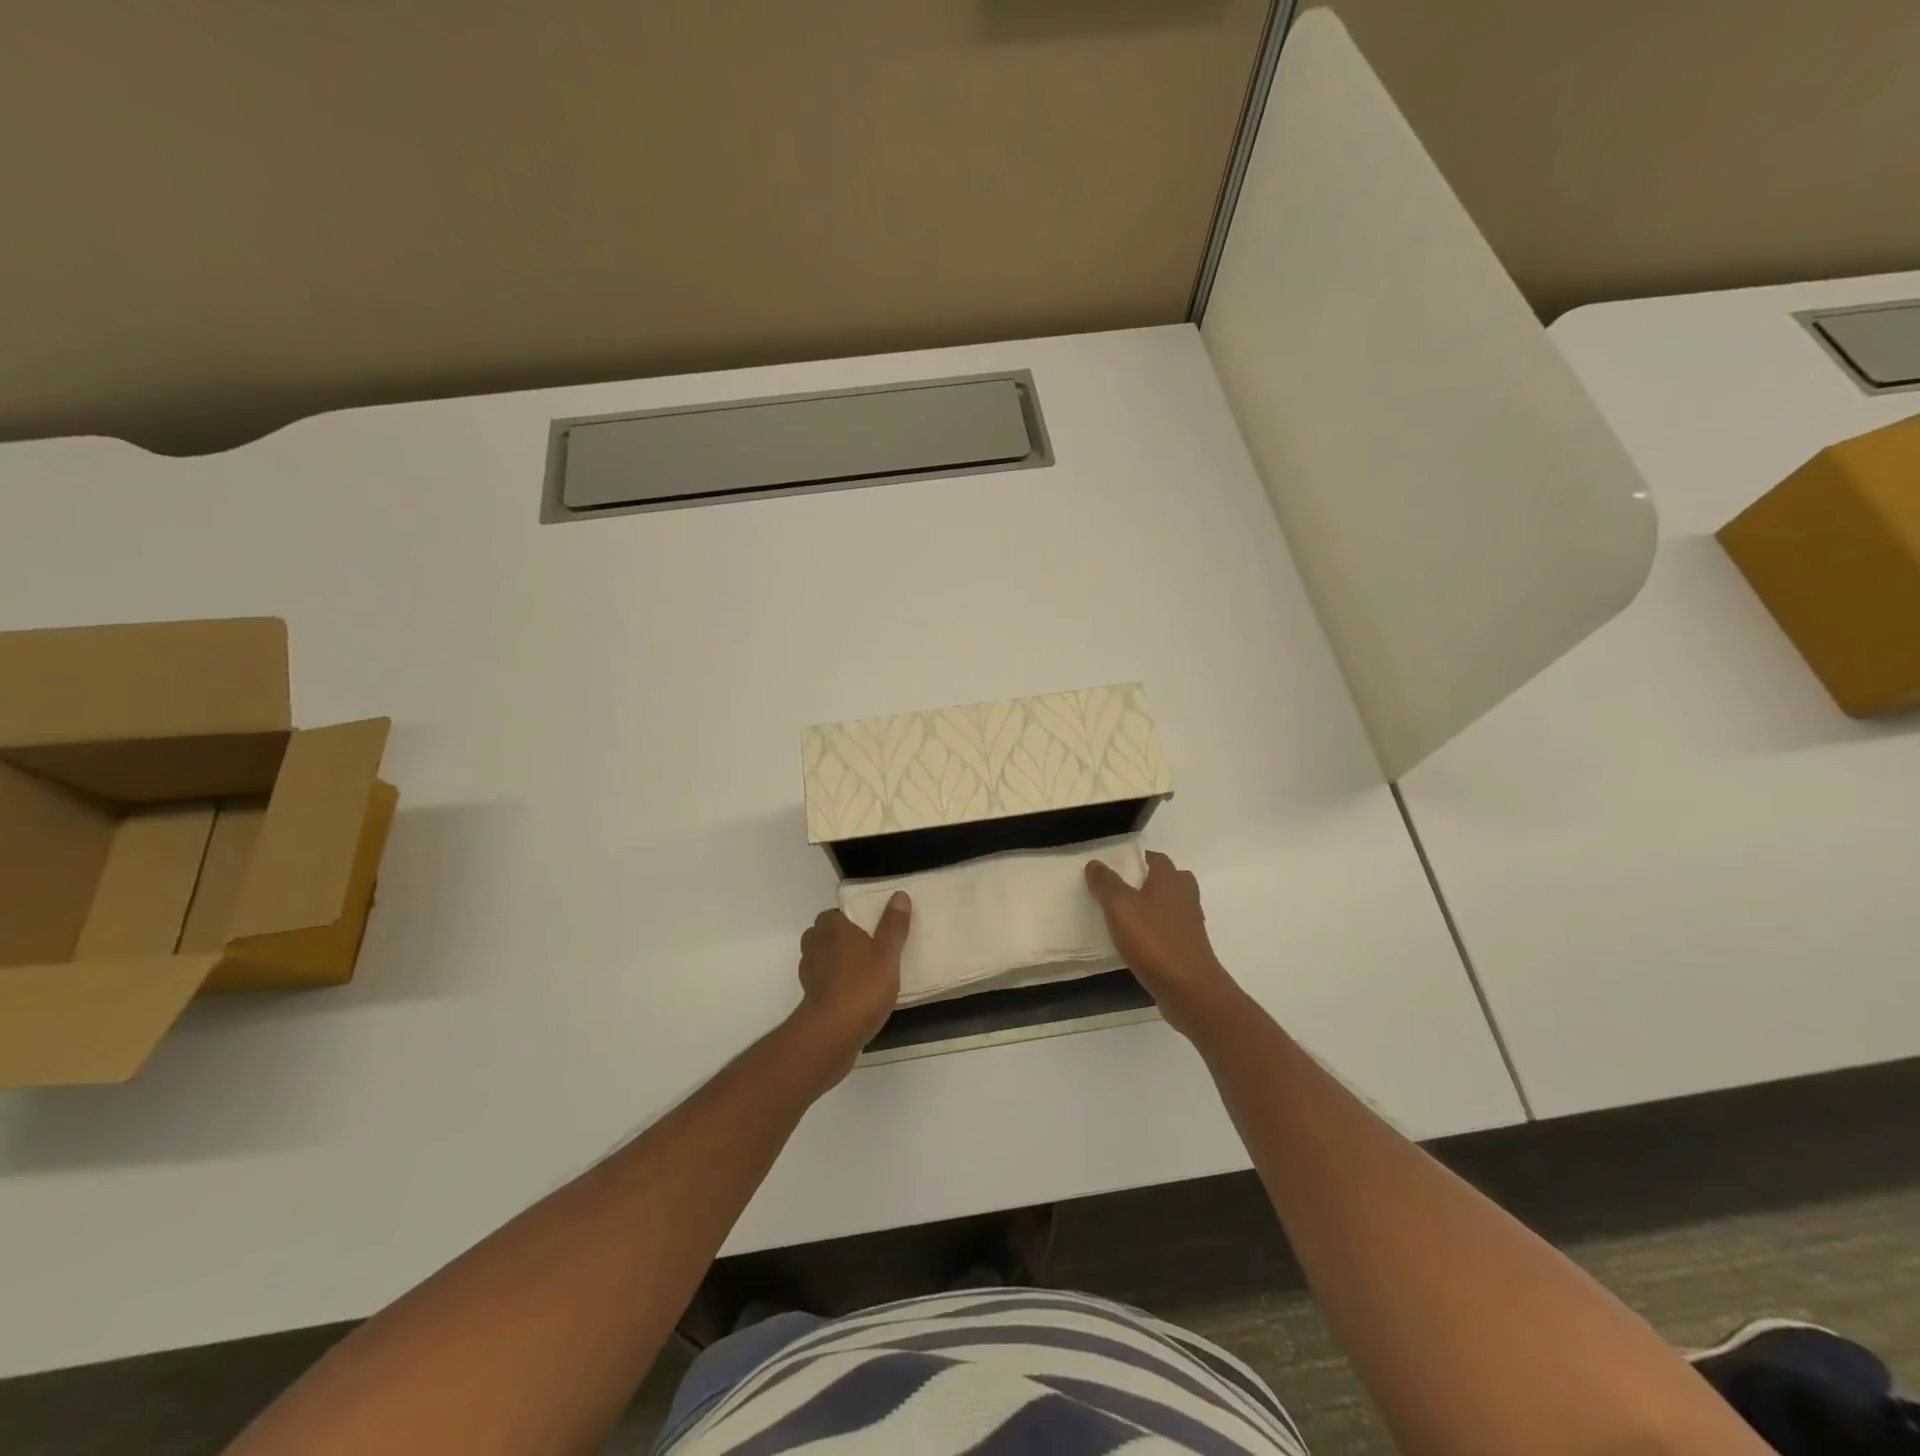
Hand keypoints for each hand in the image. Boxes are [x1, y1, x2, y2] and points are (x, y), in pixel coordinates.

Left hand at [791, 894, 909, 1078]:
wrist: (832, 1035)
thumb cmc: (862, 986)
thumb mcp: (887, 954)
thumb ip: (893, 925)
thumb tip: (899, 895)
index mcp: (833, 929)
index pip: (833, 914)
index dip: (848, 917)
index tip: (868, 925)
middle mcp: (816, 947)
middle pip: (823, 935)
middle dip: (840, 938)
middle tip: (868, 946)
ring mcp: (809, 975)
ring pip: (821, 959)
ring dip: (836, 962)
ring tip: (863, 970)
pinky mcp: (810, 1000)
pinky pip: (823, 983)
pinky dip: (834, 984)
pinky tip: (855, 994)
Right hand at [1086, 852, 1241, 1038]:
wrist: (1189, 990)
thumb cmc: (1154, 941)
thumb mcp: (1120, 907)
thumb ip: (1106, 883)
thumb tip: (1096, 863)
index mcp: (1171, 879)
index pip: (1154, 858)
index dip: (1134, 859)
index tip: (1113, 867)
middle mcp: (1185, 896)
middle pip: (1166, 880)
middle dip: (1145, 882)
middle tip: (1118, 891)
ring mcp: (1190, 923)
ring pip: (1168, 906)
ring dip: (1150, 908)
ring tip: (1122, 917)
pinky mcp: (1188, 948)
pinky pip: (1168, 930)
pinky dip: (1154, 931)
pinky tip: (1135, 942)